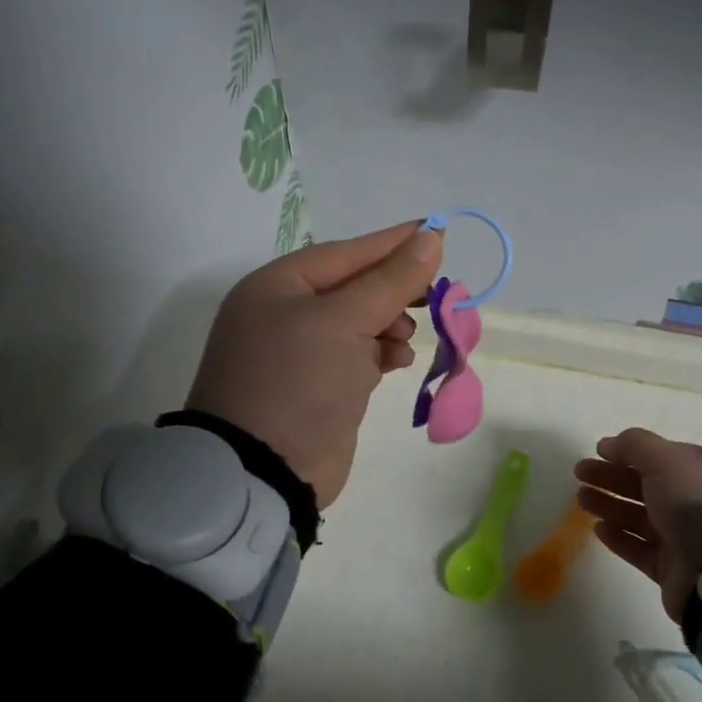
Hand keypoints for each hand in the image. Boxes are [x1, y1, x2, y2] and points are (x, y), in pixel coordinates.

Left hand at [187, 221, 442, 508]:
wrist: (264, 472)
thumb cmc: (299, 380)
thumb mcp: (344, 322)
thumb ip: (390, 280)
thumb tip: (430, 236)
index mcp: (278, 286)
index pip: (345, 252)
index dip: (392, 242)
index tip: (437, 230)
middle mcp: (285, 314)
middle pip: (353, 287)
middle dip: (393, 290)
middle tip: (434, 293)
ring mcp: (300, 354)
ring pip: (359, 322)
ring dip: (389, 324)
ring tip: (405, 336)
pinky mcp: (319, 387)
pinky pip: (358, 356)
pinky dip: (380, 354)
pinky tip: (396, 360)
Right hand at [574, 428, 701, 621]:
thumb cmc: (699, 505)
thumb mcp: (667, 460)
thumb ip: (635, 445)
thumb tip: (609, 444)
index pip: (664, 457)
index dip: (629, 452)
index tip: (598, 452)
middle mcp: (700, 502)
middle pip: (647, 485)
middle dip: (611, 477)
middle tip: (579, 473)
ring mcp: (688, 537)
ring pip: (640, 516)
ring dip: (610, 505)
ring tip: (580, 499)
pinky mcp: (674, 569)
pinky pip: (641, 548)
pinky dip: (619, 537)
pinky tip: (598, 529)